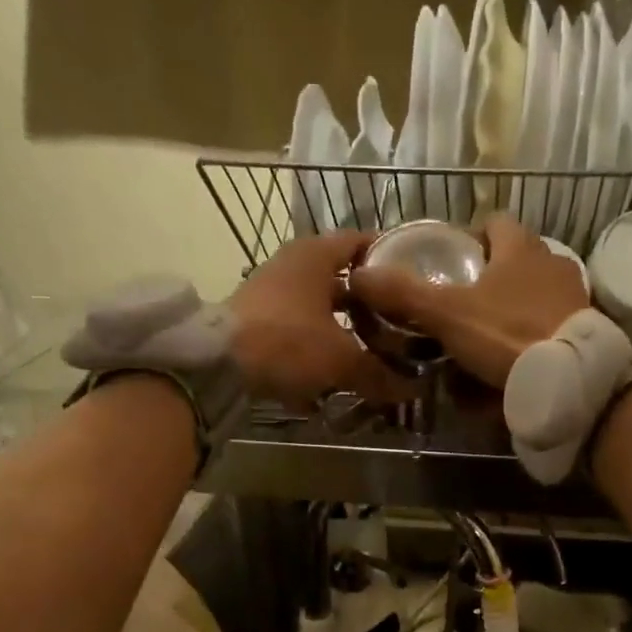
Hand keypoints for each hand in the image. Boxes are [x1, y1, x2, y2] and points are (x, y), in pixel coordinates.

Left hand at [229, 231, 410, 406]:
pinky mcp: (257, 323)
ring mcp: (271, 294)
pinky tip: (333, 378)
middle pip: (342, 281)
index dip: (390, 259)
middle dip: (369, 306)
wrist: (218, 364)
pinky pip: (298, 332)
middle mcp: (293, 265)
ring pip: (320, 309)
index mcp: (317, 255)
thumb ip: (379, 373)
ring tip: (372, 355)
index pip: (363, 242)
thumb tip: (412, 389)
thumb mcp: (342, 360)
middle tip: (399, 326)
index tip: (414, 279)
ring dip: (343, 331)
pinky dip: (316, 350)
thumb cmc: (288, 342)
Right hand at [345, 214, 588, 388]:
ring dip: (513, 307)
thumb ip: (405, 294)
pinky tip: (516, 359)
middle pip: (516, 259)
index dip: (472, 236)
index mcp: (520, 247)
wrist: (568, 378)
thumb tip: (358, 274)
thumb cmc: (506, 334)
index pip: (494, 222)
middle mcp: (552, 262)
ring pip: (535, 294)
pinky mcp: (584, 330)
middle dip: (492, 276)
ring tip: (487, 335)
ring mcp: (573, 297)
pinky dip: (532, 336)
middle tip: (463, 304)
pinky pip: (550, 325)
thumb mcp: (448, 314)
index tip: (452, 260)